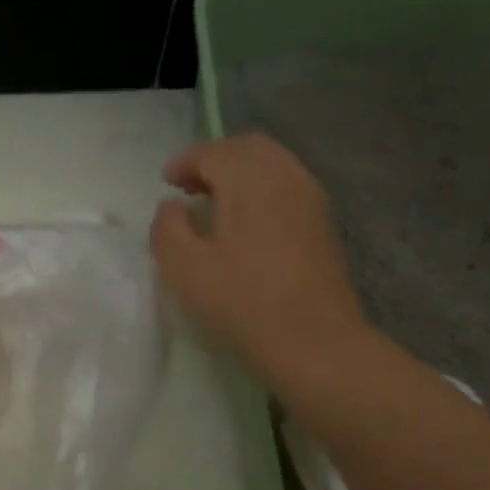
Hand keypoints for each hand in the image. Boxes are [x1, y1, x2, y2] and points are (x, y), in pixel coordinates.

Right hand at [150, 134, 370, 381]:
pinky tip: (247, 226)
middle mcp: (285, 177)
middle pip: (249, 148)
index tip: (167, 183)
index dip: (185, 162)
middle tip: (191, 187)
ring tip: (217, 206)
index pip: (213, 151)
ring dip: (241, 175)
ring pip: (273, 165)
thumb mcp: (184, 269)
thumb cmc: (241, 303)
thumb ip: (168, 228)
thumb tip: (172, 206)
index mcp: (248, 180)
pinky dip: (262, 191)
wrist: (313, 342)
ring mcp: (311, 199)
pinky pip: (288, 187)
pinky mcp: (323, 225)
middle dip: (216, 160)